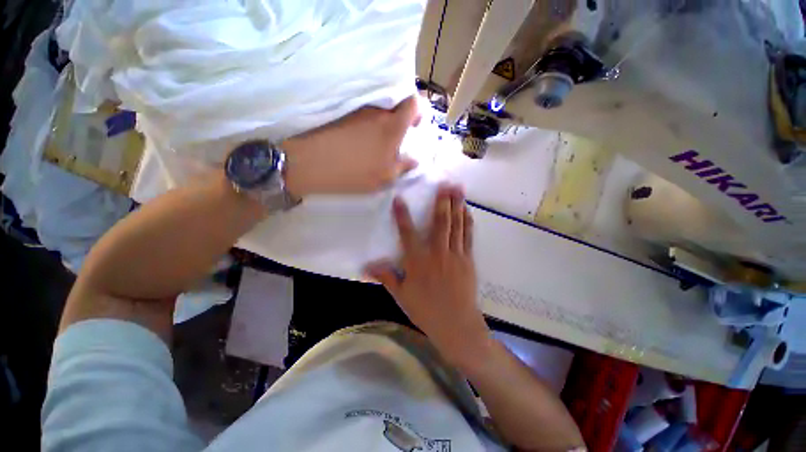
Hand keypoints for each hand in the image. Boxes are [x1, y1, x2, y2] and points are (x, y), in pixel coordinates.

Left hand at [281, 97, 419, 196]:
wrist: (311, 162)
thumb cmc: (353, 173)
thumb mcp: (384, 177)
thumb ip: (403, 167)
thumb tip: (414, 160)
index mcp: (392, 126)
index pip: (413, 102)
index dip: (418, 110)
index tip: (414, 125)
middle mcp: (377, 111)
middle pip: (396, 102)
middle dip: (400, 116)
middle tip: (396, 136)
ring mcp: (358, 109)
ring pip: (379, 108)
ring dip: (382, 120)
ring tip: (376, 140)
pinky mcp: (343, 112)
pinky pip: (363, 112)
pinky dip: (367, 122)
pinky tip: (360, 138)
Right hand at [364, 184, 491, 365]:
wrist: (456, 325)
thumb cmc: (426, 310)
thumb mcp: (401, 295)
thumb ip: (386, 277)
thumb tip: (366, 266)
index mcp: (418, 262)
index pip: (407, 233)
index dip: (402, 215)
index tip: (399, 199)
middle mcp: (436, 253)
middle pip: (439, 222)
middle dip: (442, 201)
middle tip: (445, 183)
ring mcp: (455, 255)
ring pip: (456, 225)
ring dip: (457, 206)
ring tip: (458, 189)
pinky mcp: (468, 260)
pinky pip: (468, 236)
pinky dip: (467, 222)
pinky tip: (468, 211)